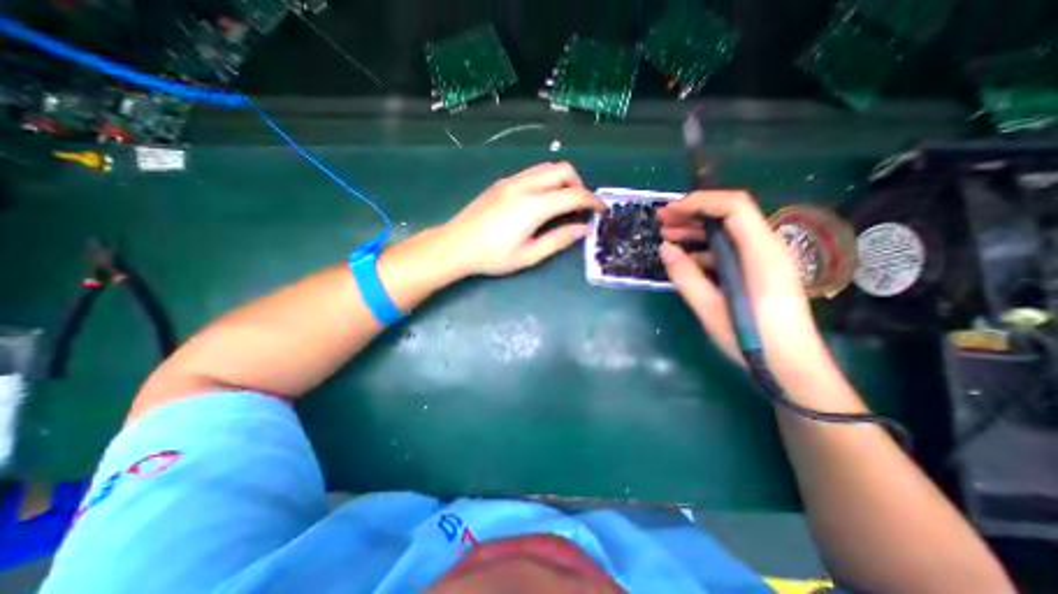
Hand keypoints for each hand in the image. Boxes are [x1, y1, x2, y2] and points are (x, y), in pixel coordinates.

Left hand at [439, 161, 602, 275]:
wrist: (455, 245)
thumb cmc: (492, 256)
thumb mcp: (529, 255)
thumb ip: (559, 239)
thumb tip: (583, 229)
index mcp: (534, 205)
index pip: (574, 194)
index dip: (593, 202)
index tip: (602, 211)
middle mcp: (525, 185)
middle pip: (563, 170)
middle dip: (580, 185)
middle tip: (580, 208)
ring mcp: (512, 181)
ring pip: (547, 167)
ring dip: (563, 181)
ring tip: (563, 204)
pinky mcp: (502, 182)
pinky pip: (533, 173)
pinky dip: (547, 181)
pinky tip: (541, 201)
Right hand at [660, 192, 834, 383]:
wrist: (793, 367)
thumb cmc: (753, 340)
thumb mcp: (711, 309)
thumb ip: (686, 276)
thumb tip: (665, 248)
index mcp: (761, 253)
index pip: (735, 206)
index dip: (700, 201)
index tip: (670, 211)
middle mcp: (767, 248)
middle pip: (731, 215)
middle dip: (693, 213)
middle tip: (662, 221)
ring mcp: (764, 260)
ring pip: (729, 232)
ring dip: (697, 230)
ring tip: (667, 236)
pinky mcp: (759, 272)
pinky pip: (731, 250)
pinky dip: (706, 248)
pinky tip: (686, 258)